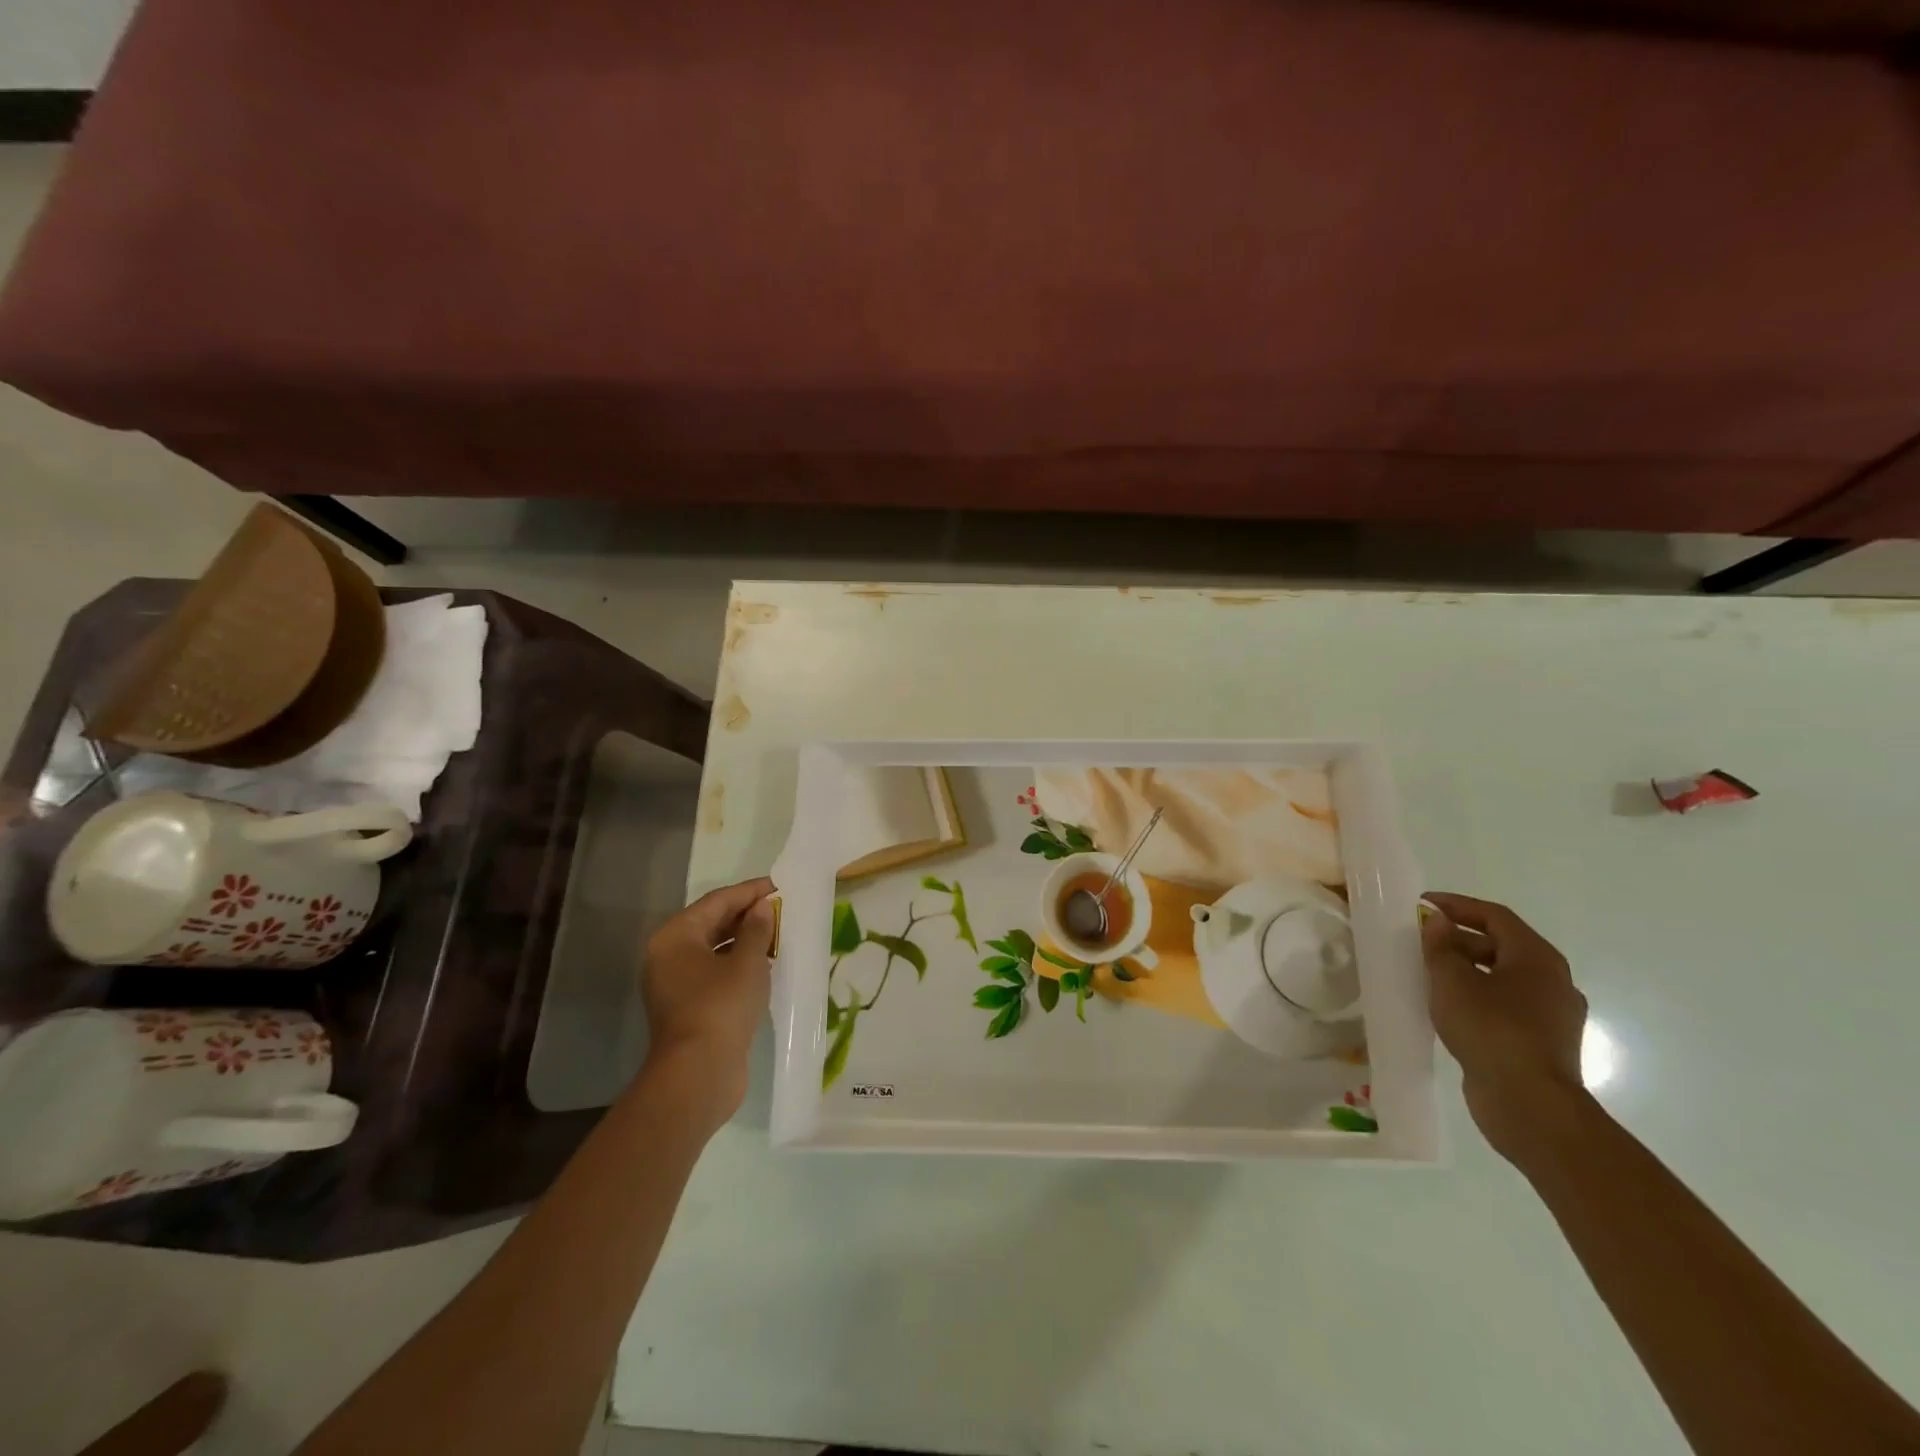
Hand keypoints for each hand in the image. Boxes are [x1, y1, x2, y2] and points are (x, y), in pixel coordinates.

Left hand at [641, 876, 775, 1123]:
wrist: (699, 1074)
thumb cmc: (721, 1006)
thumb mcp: (747, 962)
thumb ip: (757, 929)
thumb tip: (761, 907)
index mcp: (675, 936)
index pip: (716, 902)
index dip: (749, 892)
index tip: (778, 886)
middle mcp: (668, 955)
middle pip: (711, 923)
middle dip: (746, 915)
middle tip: (780, 908)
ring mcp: (675, 984)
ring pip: (713, 949)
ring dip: (744, 940)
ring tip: (777, 933)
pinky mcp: (688, 1007)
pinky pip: (714, 972)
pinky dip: (737, 964)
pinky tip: (764, 964)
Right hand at [1421, 892, 1589, 1162]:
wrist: (1530, 1105)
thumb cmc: (1491, 1030)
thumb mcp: (1452, 980)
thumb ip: (1441, 945)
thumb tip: (1438, 921)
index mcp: (1537, 958)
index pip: (1495, 916)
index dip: (1457, 905)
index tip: (1422, 904)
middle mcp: (1554, 981)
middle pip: (1502, 945)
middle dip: (1459, 939)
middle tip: (1420, 941)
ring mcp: (1553, 1015)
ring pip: (1504, 978)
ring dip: (1467, 970)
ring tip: (1429, 974)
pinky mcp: (1543, 1043)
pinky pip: (1506, 1006)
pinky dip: (1478, 997)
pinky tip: (1450, 1008)